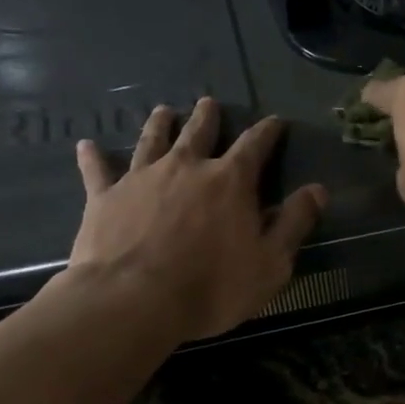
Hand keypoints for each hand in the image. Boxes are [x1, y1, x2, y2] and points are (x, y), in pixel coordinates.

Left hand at [66, 98, 326, 342]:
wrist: (133, 300)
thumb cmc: (212, 286)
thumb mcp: (271, 262)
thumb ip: (294, 223)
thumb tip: (317, 190)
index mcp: (231, 181)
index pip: (255, 145)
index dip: (268, 131)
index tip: (275, 121)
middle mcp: (187, 167)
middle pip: (200, 132)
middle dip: (209, 117)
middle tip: (210, 103)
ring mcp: (141, 178)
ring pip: (152, 140)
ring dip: (160, 124)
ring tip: (164, 110)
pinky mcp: (104, 197)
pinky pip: (98, 170)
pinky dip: (94, 157)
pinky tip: (87, 145)